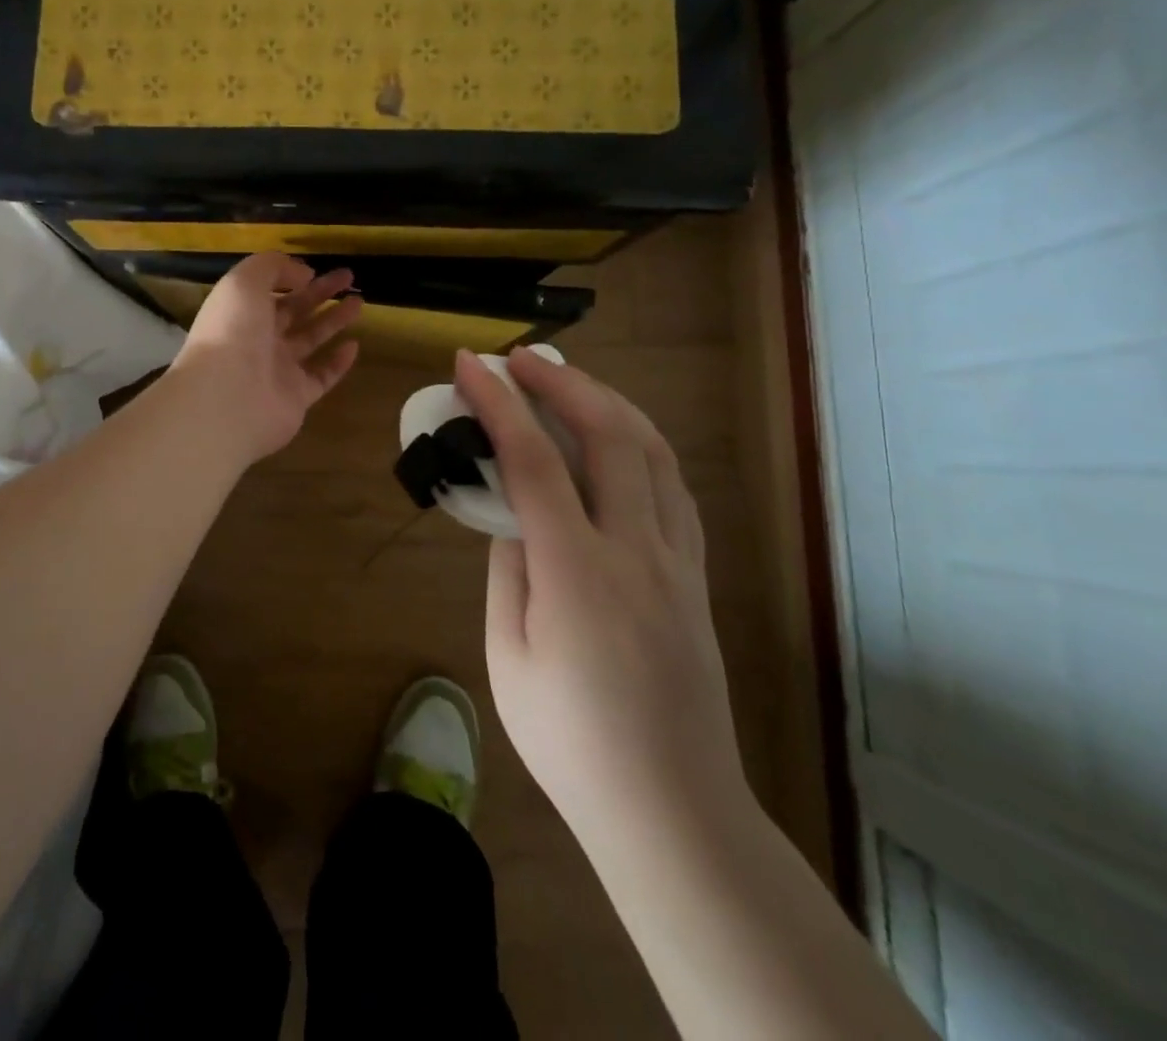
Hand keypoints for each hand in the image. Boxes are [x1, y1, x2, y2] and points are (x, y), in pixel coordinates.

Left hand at [168, 253, 362, 464]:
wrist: (226, 399)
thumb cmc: (232, 332)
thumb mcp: (244, 282)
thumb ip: (272, 267)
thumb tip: (303, 274)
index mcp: (240, 313)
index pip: (268, 291)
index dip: (291, 277)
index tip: (317, 269)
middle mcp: (257, 340)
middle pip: (293, 312)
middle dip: (320, 293)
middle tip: (349, 277)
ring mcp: (277, 371)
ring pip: (310, 340)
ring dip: (333, 320)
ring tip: (359, 302)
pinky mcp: (296, 398)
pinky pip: (321, 377)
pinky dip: (337, 363)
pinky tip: (354, 345)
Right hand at [454, 346, 746, 844]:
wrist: (672, 808)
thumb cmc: (569, 742)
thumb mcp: (507, 658)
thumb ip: (507, 572)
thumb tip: (510, 516)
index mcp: (578, 573)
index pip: (534, 461)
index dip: (499, 404)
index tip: (469, 365)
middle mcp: (637, 551)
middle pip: (609, 436)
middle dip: (562, 382)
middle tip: (520, 358)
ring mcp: (678, 561)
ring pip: (655, 452)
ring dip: (609, 402)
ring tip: (568, 381)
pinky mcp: (696, 577)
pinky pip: (675, 487)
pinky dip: (642, 443)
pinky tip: (618, 439)